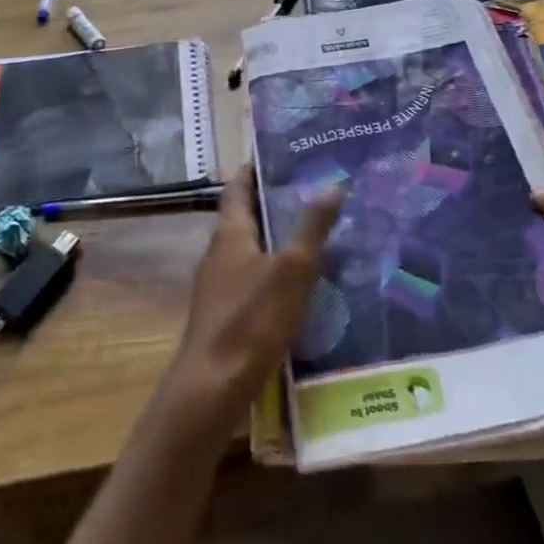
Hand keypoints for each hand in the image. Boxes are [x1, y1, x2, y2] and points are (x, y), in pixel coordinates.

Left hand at [166, 165, 342, 425]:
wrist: (211, 389)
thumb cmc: (251, 320)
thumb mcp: (292, 271)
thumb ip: (311, 228)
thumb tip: (332, 185)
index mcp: (230, 232)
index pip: (239, 185)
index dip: (257, 167)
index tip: (287, 155)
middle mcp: (220, 251)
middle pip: (247, 215)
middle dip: (276, 202)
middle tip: (316, 191)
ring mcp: (220, 284)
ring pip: (252, 248)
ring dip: (278, 237)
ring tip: (317, 232)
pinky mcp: (227, 313)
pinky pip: (254, 276)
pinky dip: (276, 269)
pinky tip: (303, 283)